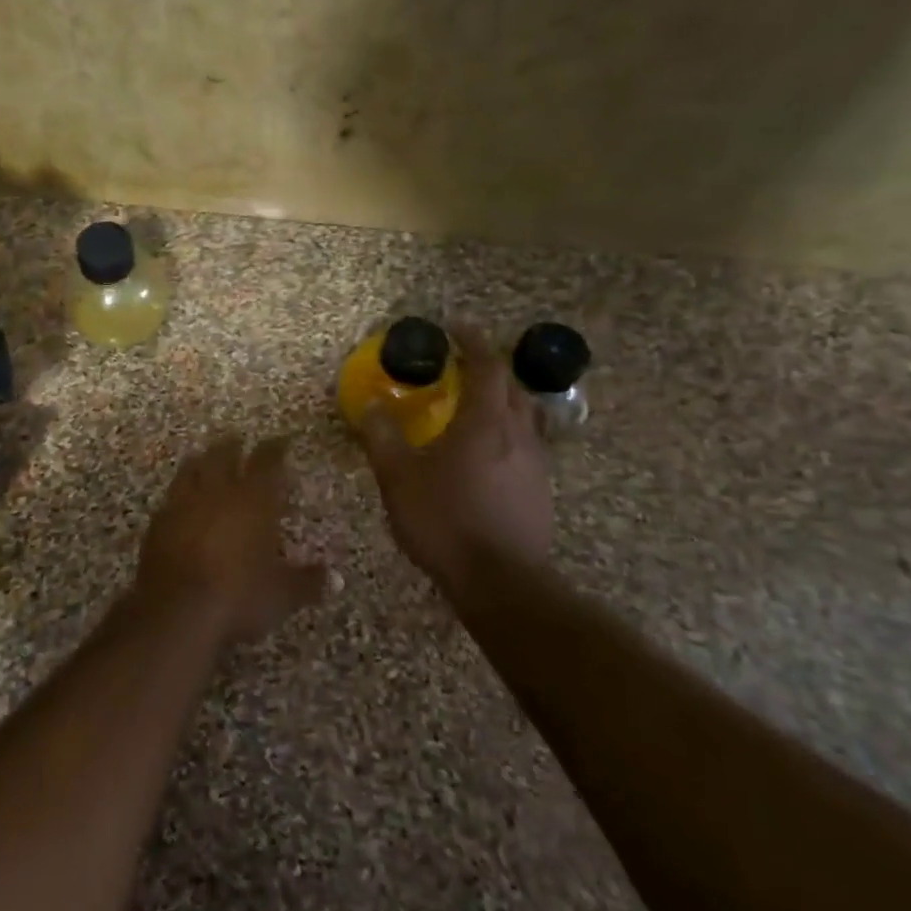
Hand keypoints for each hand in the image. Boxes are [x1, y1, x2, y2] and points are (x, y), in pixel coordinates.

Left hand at [136, 435, 325, 645]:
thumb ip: (308, 582)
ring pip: (192, 468)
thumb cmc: (239, 596)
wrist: (176, 610)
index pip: (266, 461)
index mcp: (253, 500)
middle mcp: (217, 491)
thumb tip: (337, 577)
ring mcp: (182, 503)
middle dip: (233, 446)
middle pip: (223, 455)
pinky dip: (179, 493)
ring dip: (201, 461)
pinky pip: (170, 497)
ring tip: (205, 458)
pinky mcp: (158, 521)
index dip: (275, 448)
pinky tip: (180, 500)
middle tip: (238, 441)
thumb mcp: (281, 595)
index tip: (281, 441)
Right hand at [359, 325, 553, 583]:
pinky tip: (483, 455)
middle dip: (488, 369)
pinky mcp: (539, 490)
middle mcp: (518, 433)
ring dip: (499, 401)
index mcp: (485, 421)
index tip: (455, 328)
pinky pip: (524, 444)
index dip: (472, 341)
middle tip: (460, 367)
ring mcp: (535, 463)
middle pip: (511, 386)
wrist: (500, 581)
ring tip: (471, 408)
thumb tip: (370, 405)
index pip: (487, 365)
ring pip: (522, 416)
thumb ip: (382, 437)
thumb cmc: (445, 520)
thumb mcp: (398, 477)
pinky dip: (504, 433)